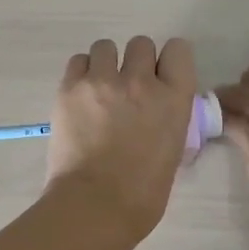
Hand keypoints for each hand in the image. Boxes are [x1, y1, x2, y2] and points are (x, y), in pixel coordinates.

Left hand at [45, 36, 196, 241]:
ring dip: (105, 64)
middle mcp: (141, 80)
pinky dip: (81, 74)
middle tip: (125, 89)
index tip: (159, 76)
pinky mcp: (70, 88)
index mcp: (174, 98)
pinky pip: (78, 61)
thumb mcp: (173, 149)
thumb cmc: (143, 193)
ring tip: (98, 91)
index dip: (167, 61)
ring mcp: (103, 81)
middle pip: (140, 44)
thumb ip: (167, 118)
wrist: (96, 205)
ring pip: (105, 46)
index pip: (178, 49)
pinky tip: (80, 97)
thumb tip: (155, 112)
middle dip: (135, 62)